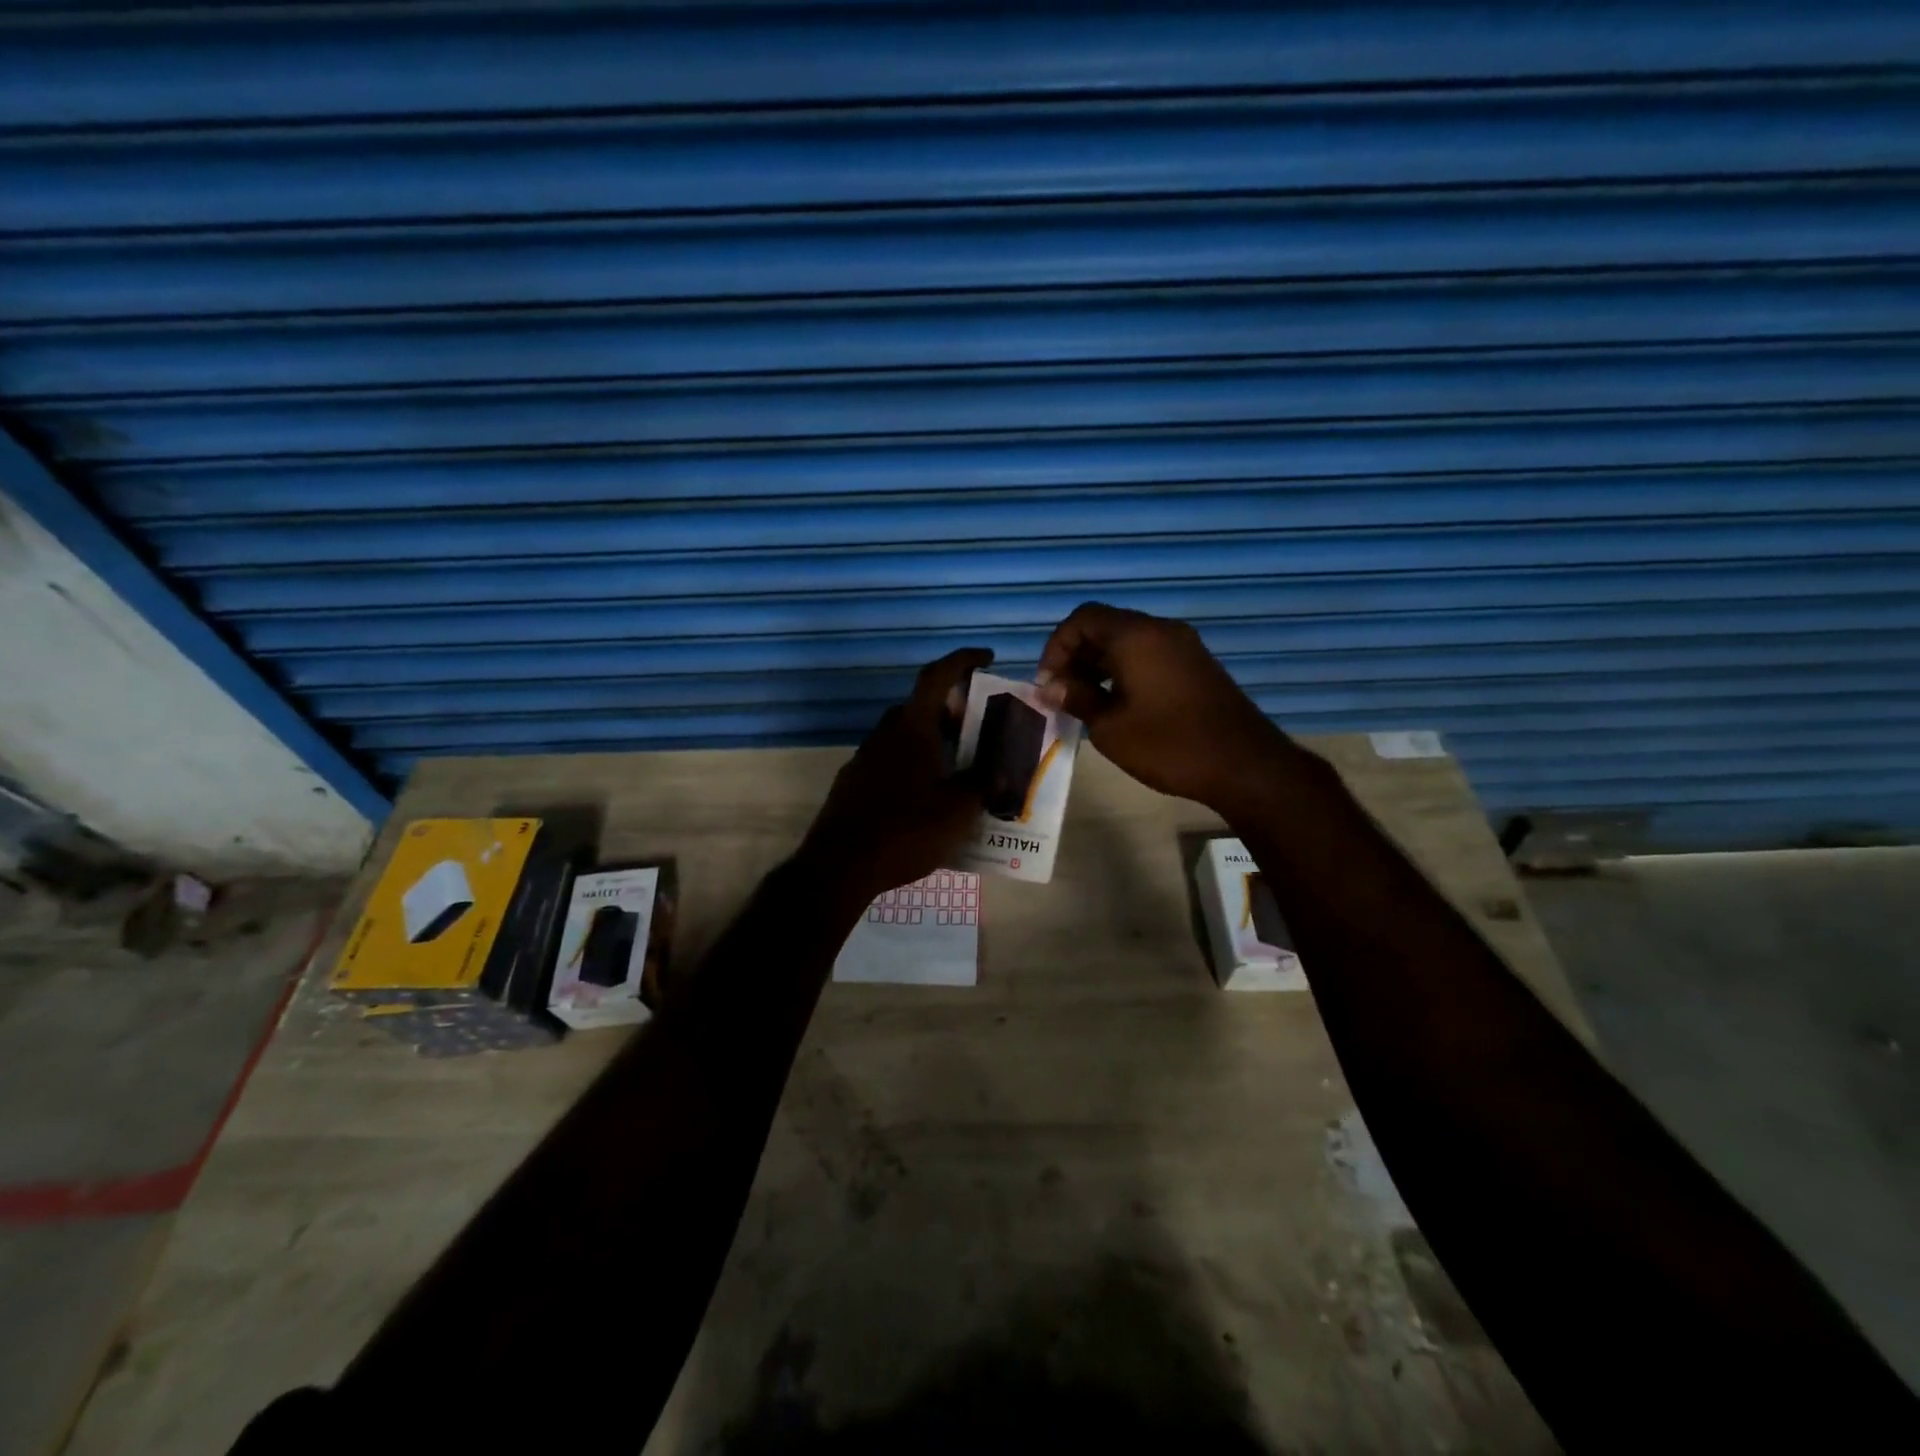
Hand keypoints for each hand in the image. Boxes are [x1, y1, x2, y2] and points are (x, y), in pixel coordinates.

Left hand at [798, 647, 991, 904]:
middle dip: (950, 709)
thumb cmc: (906, 830)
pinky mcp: (853, 785)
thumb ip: (983, 784)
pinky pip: (890, 762)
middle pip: (920, 707)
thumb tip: (1000, 771)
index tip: (986, 657)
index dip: (962, 660)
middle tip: (976, 726)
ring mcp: (864, 759)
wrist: (840, 867)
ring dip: (931, 740)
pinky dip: (913, 765)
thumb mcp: (958, 809)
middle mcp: (884, 735)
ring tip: (958, 764)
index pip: (936, 677)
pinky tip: (927, 796)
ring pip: (903, 737)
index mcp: (911, 728)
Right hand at [1035, 603, 1288, 812]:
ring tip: (1086, 703)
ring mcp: (1184, 646)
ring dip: (1100, 665)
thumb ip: (1077, 699)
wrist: (1244, 765)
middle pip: (1105, 626)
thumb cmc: (1170, 745)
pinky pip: (1150, 654)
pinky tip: (1119, 705)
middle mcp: (1161, 630)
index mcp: (1136, 636)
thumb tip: (1050, 688)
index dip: (1057, 647)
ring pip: (1128, 641)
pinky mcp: (1196, 665)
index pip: (1083, 619)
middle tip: (1063, 695)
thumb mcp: (1111, 727)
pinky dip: (1125, 671)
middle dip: (1076, 656)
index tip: (1049, 684)